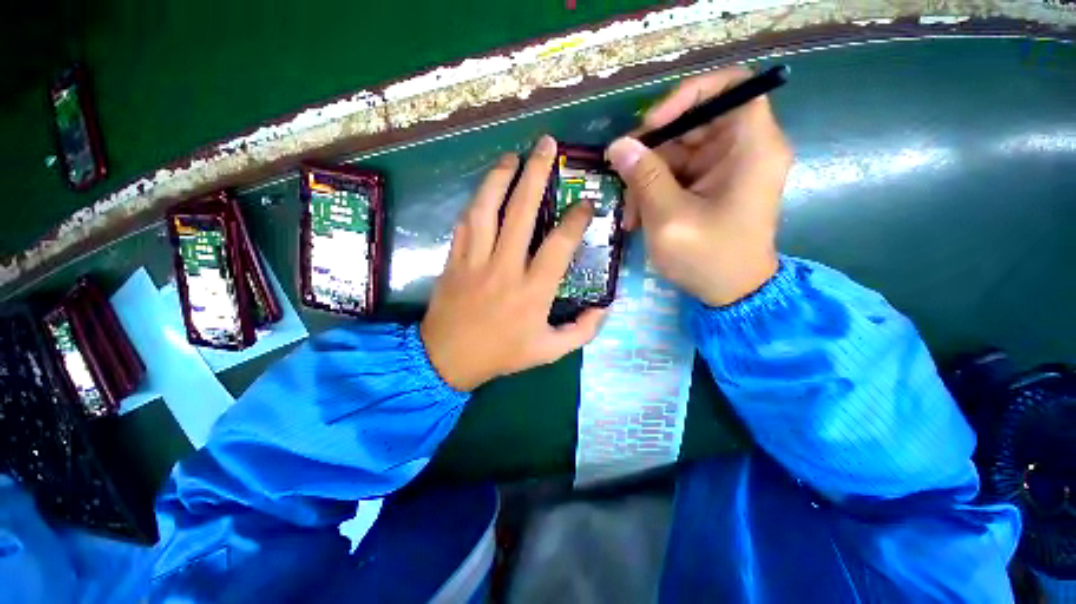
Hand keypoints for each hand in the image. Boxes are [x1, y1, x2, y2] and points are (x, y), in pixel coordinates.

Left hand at [420, 136, 607, 391]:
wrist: (448, 359)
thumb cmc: (502, 354)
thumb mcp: (550, 351)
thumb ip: (582, 331)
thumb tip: (604, 307)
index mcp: (532, 291)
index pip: (558, 245)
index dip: (575, 220)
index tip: (585, 203)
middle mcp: (505, 268)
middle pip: (521, 212)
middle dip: (536, 174)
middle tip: (546, 146)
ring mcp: (475, 261)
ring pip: (486, 209)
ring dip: (499, 178)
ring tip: (512, 156)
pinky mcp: (454, 260)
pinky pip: (465, 224)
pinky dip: (476, 203)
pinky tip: (485, 190)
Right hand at [605, 66, 792, 306]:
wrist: (731, 293)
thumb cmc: (707, 258)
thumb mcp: (669, 218)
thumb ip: (644, 177)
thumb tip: (618, 144)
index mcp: (751, 148)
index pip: (731, 86)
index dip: (688, 95)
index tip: (652, 125)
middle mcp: (743, 149)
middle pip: (694, 122)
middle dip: (653, 150)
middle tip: (621, 175)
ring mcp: (726, 168)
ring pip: (678, 152)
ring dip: (647, 180)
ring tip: (629, 214)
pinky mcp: (711, 186)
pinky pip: (677, 174)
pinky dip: (654, 192)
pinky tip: (639, 217)